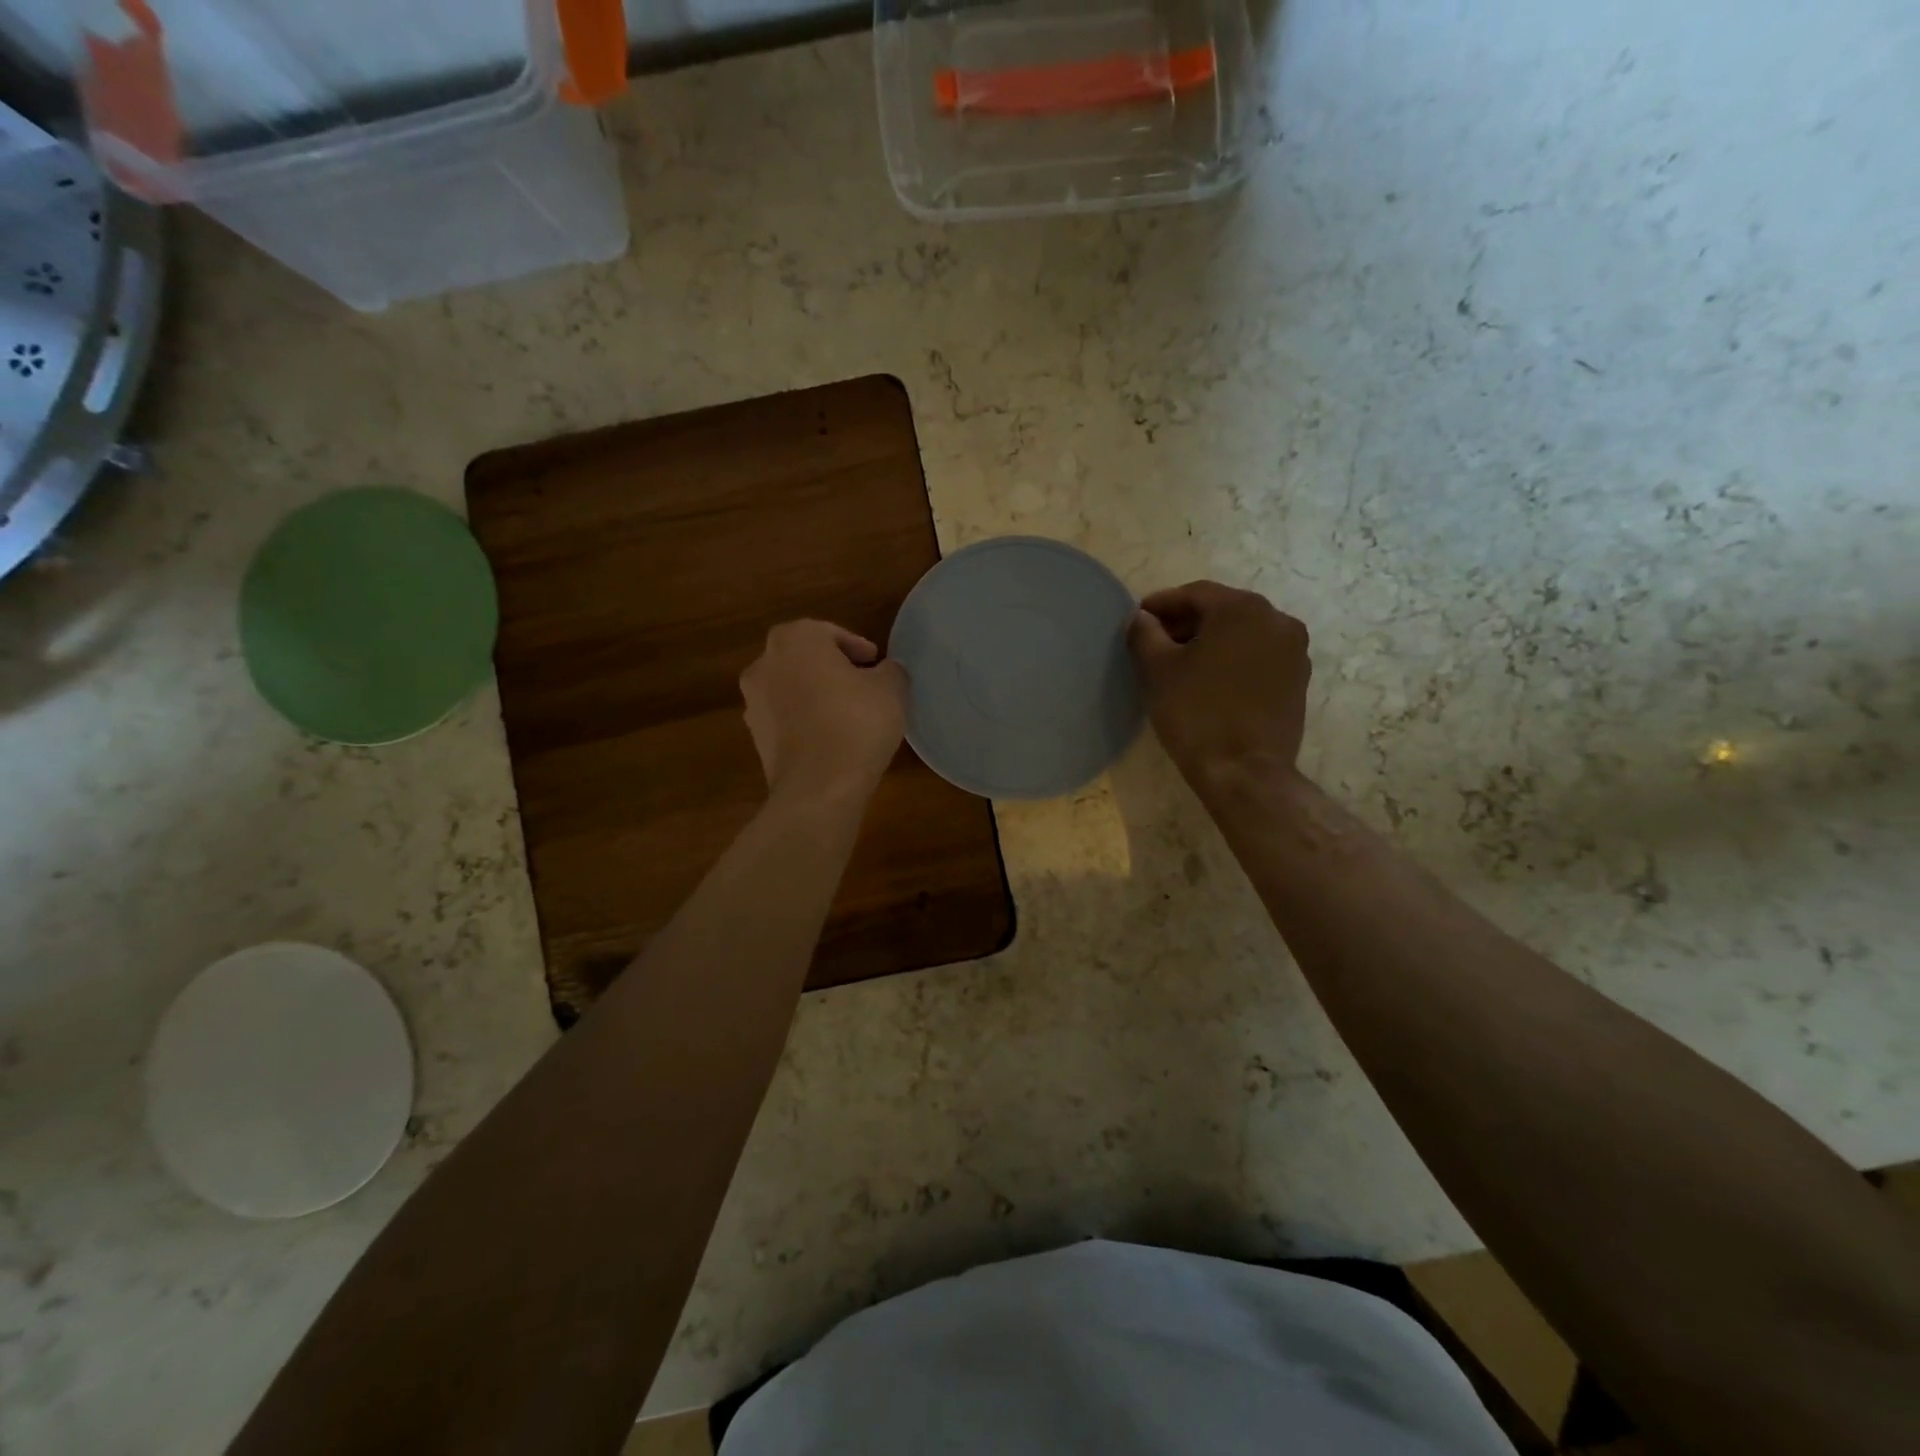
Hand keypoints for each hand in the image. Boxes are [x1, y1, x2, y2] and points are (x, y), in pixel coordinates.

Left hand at [740, 620, 907, 804]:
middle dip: (833, 669)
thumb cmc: (856, 723)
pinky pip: (787, 719)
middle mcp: (764, 663)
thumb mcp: (891, 689)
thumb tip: (886, 671)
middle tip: (864, 685)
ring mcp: (753, 702)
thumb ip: (890, 670)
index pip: (830, 633)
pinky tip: (832, 738)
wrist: (819, 787)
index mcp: (795, 639)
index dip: (857, 648)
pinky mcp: (755, 737)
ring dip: (816, 696)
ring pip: (793, 689)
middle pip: (805, 658)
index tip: (876, 664)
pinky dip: (806, 721)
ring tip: (849, 714)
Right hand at [1127, 582, 1310, 790]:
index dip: (1162, 604)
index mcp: (1242, 609)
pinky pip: (1258, 655)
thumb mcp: (1158, 669)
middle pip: (1222, 610)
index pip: (1195, 594)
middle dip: (1187, 622)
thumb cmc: (1196, 713)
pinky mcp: (1298, 679)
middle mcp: (1276, 619)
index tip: (1138, 618)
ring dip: (1211, 640)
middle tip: (1155, 641)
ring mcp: (1293, 650)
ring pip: (1242, 633)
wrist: (1245, 772)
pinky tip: (1210, 680)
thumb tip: (1141, 618)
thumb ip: (1145, 633)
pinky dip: (1232, 659)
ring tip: (1181, 663)